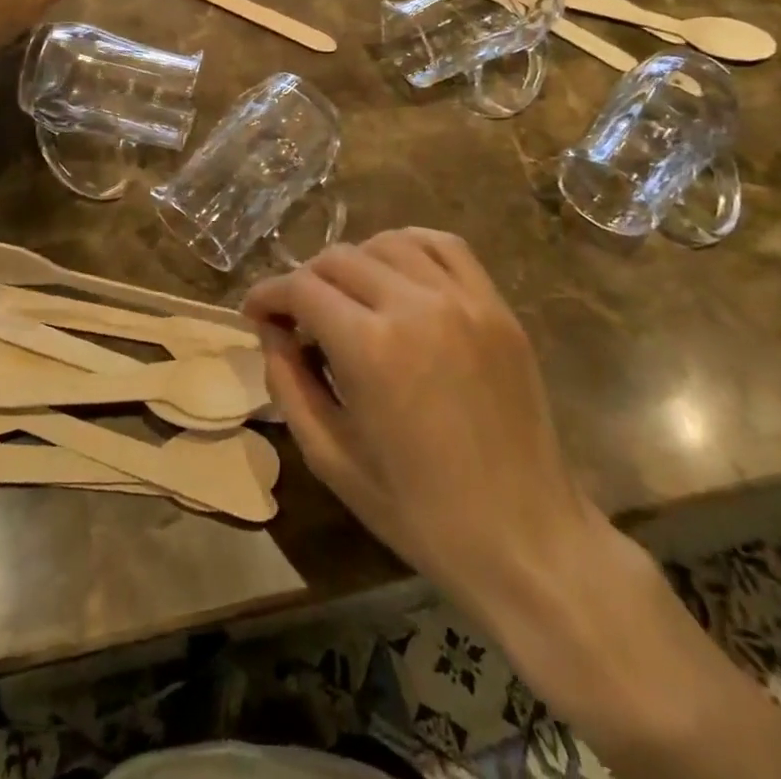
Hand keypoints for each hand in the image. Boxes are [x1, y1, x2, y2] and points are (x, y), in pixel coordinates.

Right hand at [250, 231, 780, 778]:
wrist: (525, 538)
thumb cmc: (419, 512)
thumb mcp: (332, 458)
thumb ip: (289, 384)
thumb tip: (270, 332)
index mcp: (370, 348)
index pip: (301, 288)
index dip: (268, 294)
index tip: (255, 312)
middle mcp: (414, 306)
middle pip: (338, 258)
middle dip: (305, 281)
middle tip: (297, 316)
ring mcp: (463, 299)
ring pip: (387, 242)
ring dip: (354, 262)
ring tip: (347, 296)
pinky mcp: (496, 305)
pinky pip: (444, 246)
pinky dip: (409, 247)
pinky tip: (397, 272)